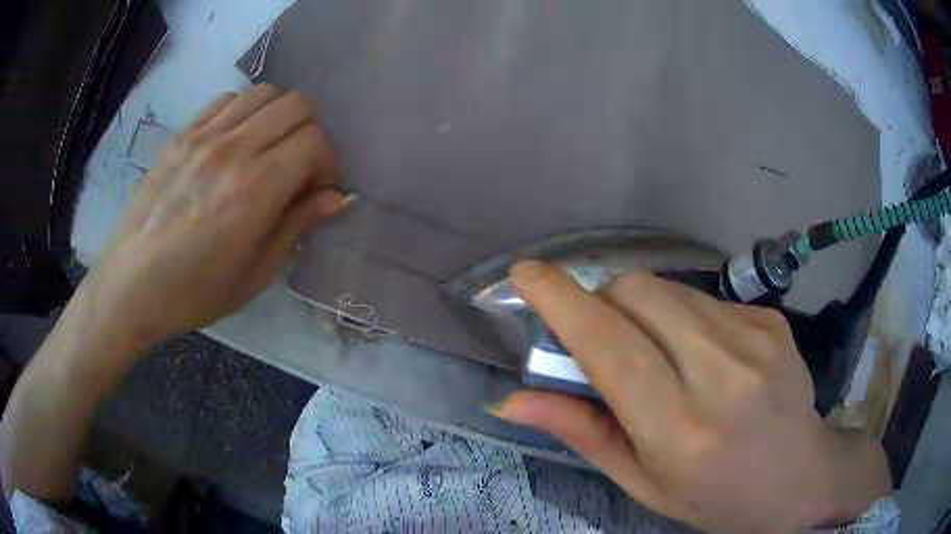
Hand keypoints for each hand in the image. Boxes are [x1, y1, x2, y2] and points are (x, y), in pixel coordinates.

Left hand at [82, 83, 344, 350]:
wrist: (131, 284)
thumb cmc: (194, 292)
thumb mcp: (254, 274)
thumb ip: (297, 226)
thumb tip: (337, 197)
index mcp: (254, 190)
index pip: (314, 141)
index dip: (325, 164)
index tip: (313, 191)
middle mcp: (233, 149)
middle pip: (296, 104)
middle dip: (308, 133)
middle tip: (294, 168)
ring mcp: (204, 135)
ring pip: (264, 92)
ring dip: (276, 117)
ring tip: (264, 152)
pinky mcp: (183, 134)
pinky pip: (227, 100)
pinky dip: (242, 113)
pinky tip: (232, 144)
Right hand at [495, 262, 890, 532]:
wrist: (800, 479)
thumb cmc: (715, 498)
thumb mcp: (642, 484)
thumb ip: (582, 433)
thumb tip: (511, 401)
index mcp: (680, 431)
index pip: (609, 348)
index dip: (561, 302)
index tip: (525, 275)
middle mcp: (721, 375)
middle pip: (637, 293)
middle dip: (601, 301)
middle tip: (601, 336)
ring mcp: (755, 339)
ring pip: (669, 290)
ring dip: (642, 309)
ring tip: (659, 353)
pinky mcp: (772, 319)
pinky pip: (706, 299)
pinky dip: (684, 317)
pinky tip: (705, 356)